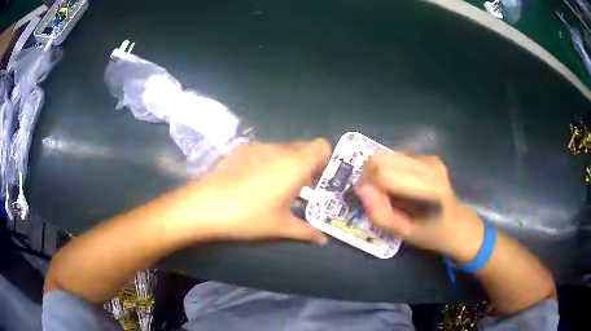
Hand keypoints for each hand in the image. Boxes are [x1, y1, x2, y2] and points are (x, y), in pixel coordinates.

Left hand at [183, 140, 330, 244]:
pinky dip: (267, 161)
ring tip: (275, 187)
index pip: (322, 146)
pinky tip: (253, 182)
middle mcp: (279, 148)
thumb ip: (307, 231)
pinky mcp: (241, 149)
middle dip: (307, 165)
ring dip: (286, 163)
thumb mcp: (281, 227)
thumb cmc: (249, 216)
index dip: (325, 160)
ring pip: (282, 149)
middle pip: (303, 147)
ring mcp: (258, 146)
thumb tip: (323, 240)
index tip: (319, 179)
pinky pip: (263, 151)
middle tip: (300, 188)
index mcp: (295, 164)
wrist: (205, 205)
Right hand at [356, 152, 482, 257]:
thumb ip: (380, 213)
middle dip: (370, 175)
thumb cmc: (430, 233)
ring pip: (387, 155)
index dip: (367, 185)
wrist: (457, 224)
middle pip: (381, 158)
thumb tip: (362, 189)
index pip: (382, 173)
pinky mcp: (429, 157)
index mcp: (426, 188)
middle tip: (374, 195)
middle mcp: (429, 166)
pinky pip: (398, 157)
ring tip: (388, 192)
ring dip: (380, 172)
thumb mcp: (402, 233)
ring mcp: (430, 159)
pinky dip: (391, 170)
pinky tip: (401, 185)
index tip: (367, 200)